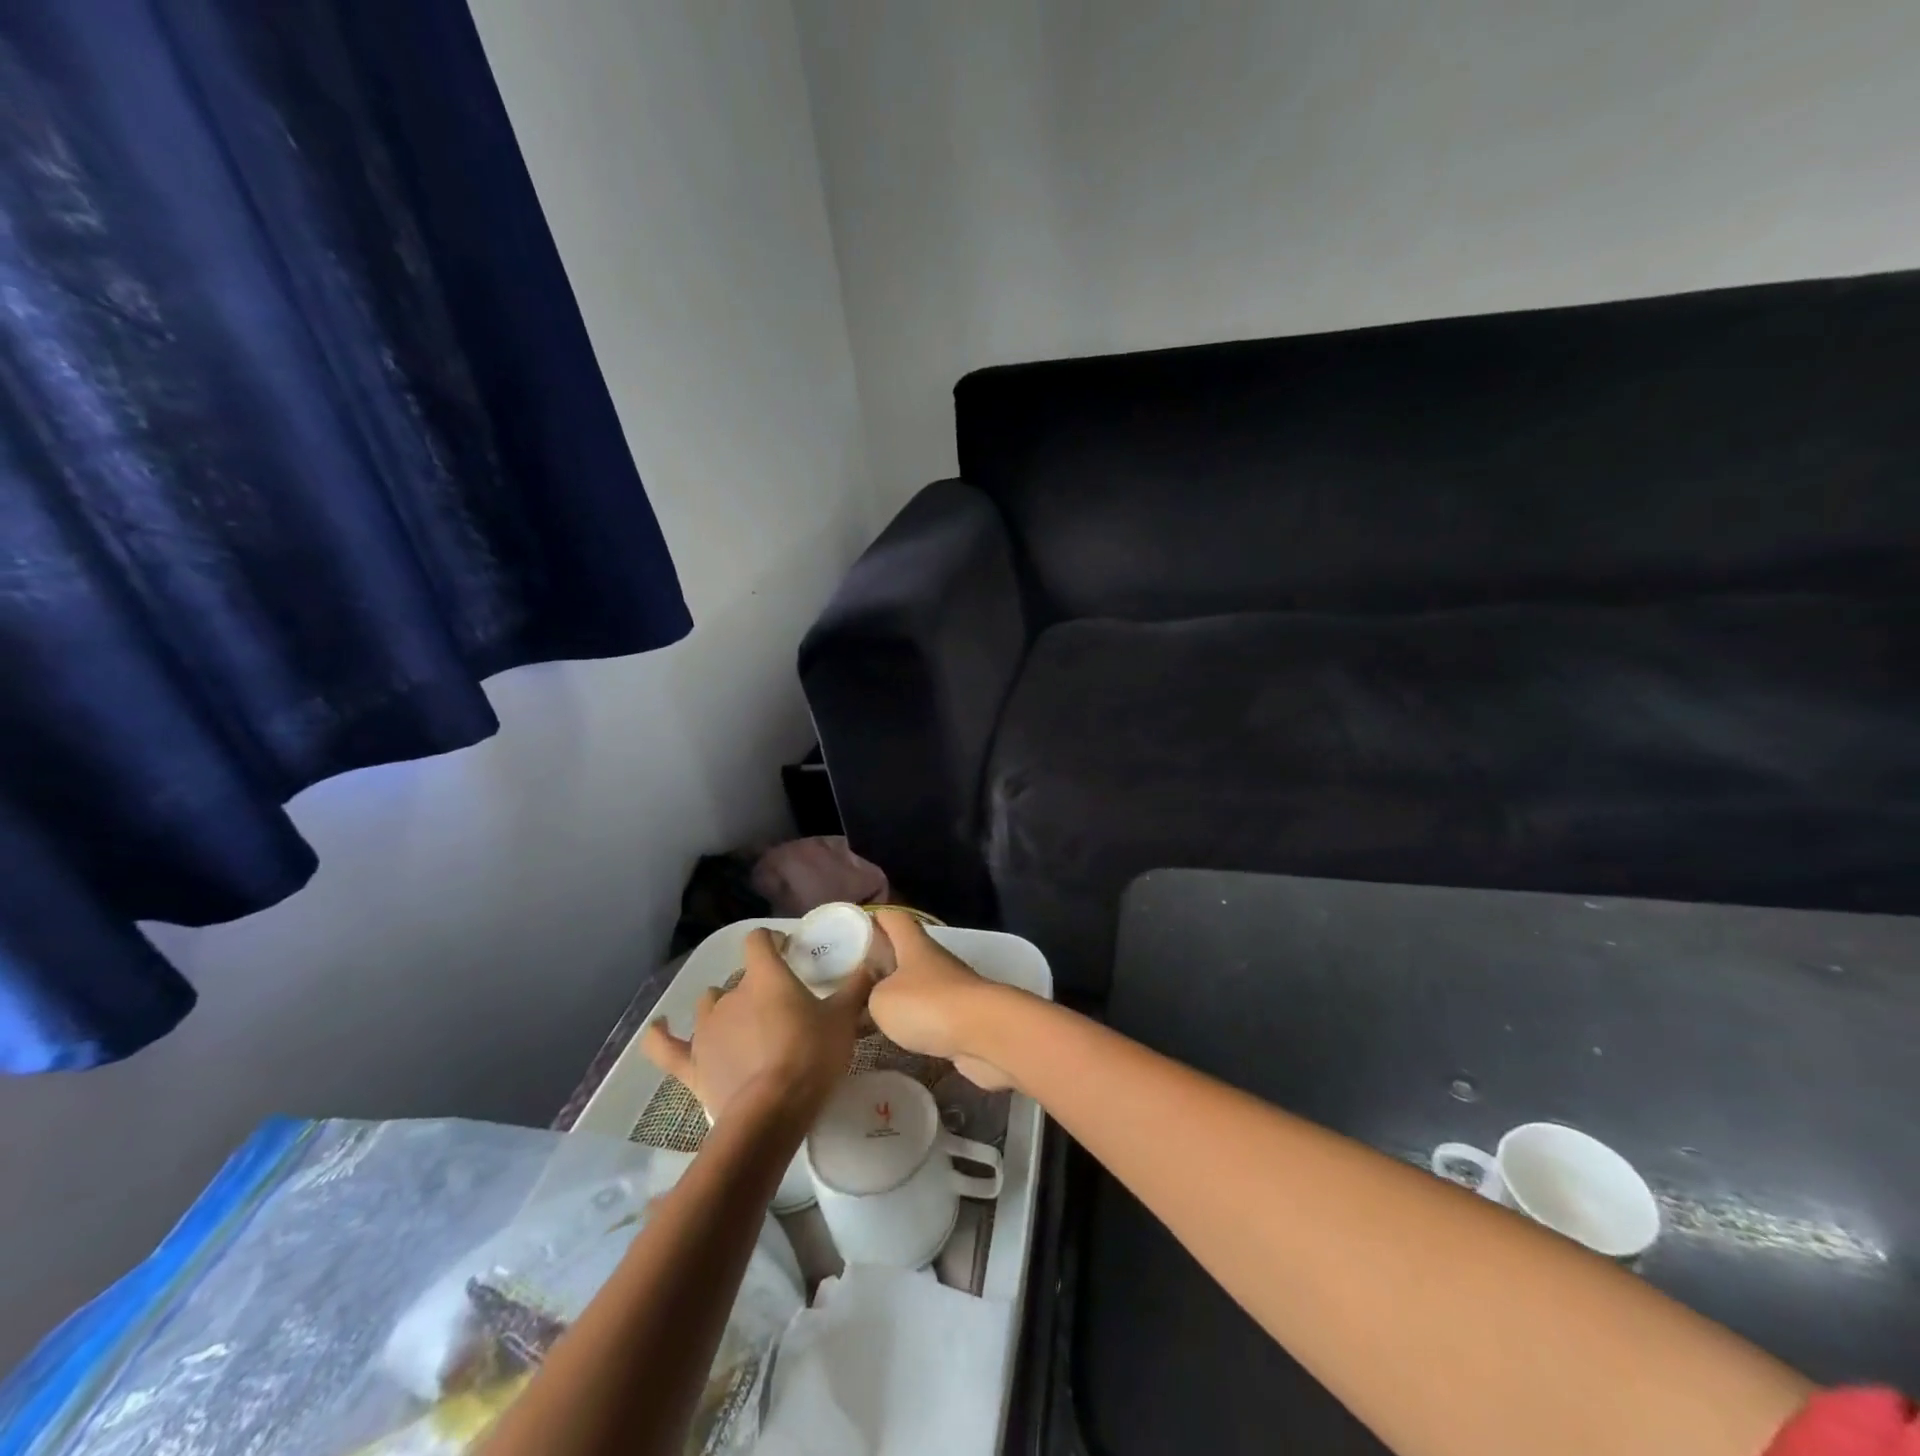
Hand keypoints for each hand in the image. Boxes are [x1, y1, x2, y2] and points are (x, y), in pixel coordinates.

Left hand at [641, 928, 872, 1122]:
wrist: (771, 1112)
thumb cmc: (811, 1057)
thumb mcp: (843, 1020)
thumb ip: (856, 987)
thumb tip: (872, 964)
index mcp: (765, 977)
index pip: (759, 941)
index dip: (773, 940)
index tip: (788, 950)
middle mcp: (730, 995)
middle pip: (740, 978)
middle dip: (756, 986)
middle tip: (780, 1006)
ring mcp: (705, 1030)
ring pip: (709, 1005)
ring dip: (723, 1009)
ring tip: (744, 1024)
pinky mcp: (690, 1064)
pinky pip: (665, 1046)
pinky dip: (660, 1035)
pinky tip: (658, 1028)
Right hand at [869, 910, 1015, 1089]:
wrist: (985, 1034)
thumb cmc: (928, 1005)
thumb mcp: (881, 1000)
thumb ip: (871, 994)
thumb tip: (875, 996)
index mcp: (914, 944)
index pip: (893, 918)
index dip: (874, 918)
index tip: (852, 927)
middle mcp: (934, 960)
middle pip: (905, 952)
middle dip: (881, 962)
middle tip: (851, 979)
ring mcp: (952, 988)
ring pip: (917, 984)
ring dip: (898, 995)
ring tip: (867, 1013)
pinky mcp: (962, 1016)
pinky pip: (930, 1013)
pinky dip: (914, 1022)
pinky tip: (896, 1037)